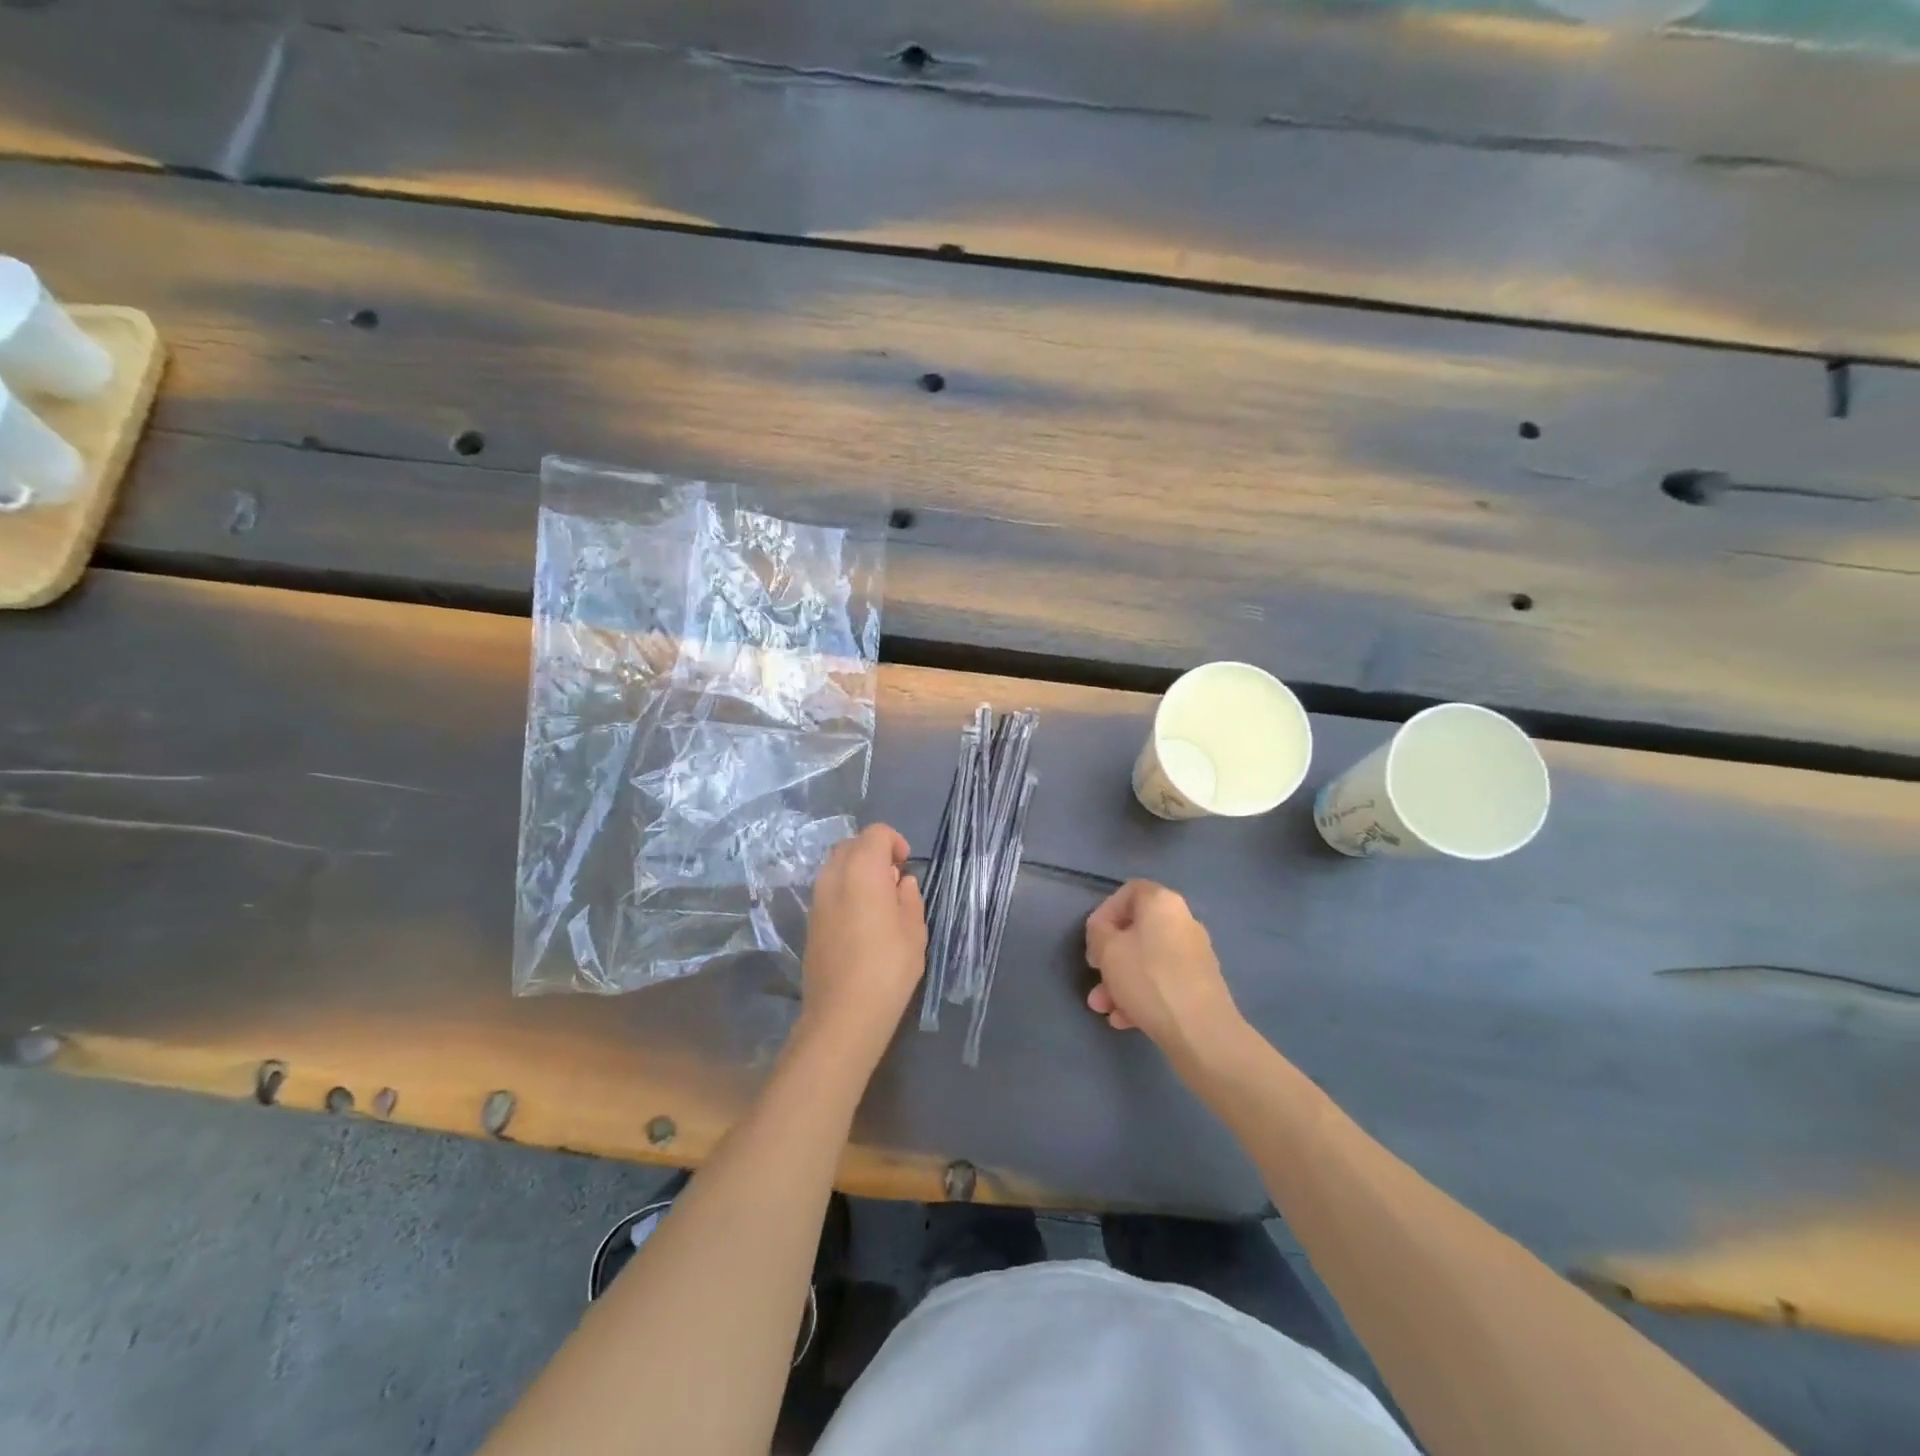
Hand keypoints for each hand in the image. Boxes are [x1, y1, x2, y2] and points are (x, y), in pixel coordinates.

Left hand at [801, 823, 927, 1064]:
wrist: (842, 1014)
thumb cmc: (887, 968)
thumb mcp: (914, 931)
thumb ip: (909, 898)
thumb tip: (901, 882)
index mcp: (862, 870)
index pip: (875, 833)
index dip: (895, 842)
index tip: (907, 865)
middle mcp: (833, 876)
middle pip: (851, 845)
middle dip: (874, 853)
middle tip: (895, 880)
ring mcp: (817, 899)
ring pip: (836, 867)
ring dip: (858, 872)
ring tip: (880, 902)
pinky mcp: (810, 922)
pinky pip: (829, 891)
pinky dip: (846, 892)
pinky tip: (863, 922)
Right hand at [1085, 881, 1243, 1060]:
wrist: (1201, 1031)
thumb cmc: (1148, 978)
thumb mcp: (1107, 950)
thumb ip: (1098, 932)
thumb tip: (1105, 932)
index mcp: (1162, 903)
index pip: (1128, 892)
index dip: (1105, 912)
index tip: (1093, 938)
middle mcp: (1182, 921)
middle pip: (1136, 931)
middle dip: (1109, 957)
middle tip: (1095, 974)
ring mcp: (1194, 954)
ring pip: (1146, 961)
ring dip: (1120, 981)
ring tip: (1103, 1008)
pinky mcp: (1200, 984)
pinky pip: (1162, 981)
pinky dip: (1141, 995)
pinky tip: (1124, 1020)